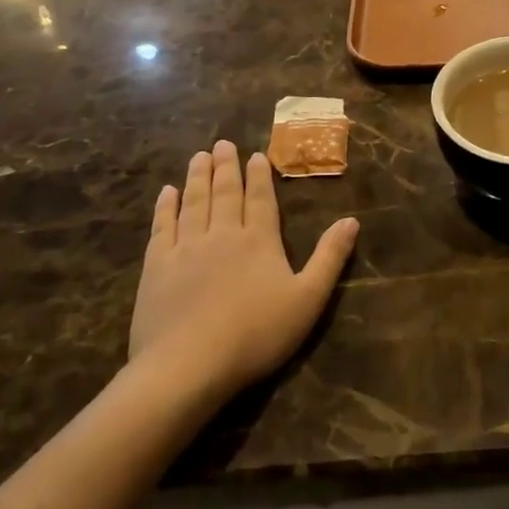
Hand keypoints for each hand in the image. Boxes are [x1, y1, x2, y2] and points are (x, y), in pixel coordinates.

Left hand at [131, 141, 358, 393]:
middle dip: (226, 167)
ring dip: (197, 177)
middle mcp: (223, 234)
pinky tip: (167, 193)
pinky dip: (166, 206)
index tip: (255, 155)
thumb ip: (330, 257)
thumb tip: (352, 220)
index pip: (261, 199)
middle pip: (225, 193)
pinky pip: (162, 226)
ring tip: (199, 156)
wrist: (188, 366)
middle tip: (222, 143)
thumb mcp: (308, 299)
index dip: (259, 176)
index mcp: (260, 240)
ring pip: (194, 202)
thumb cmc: (256, 335)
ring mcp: (186, 248)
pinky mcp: (156, 267)